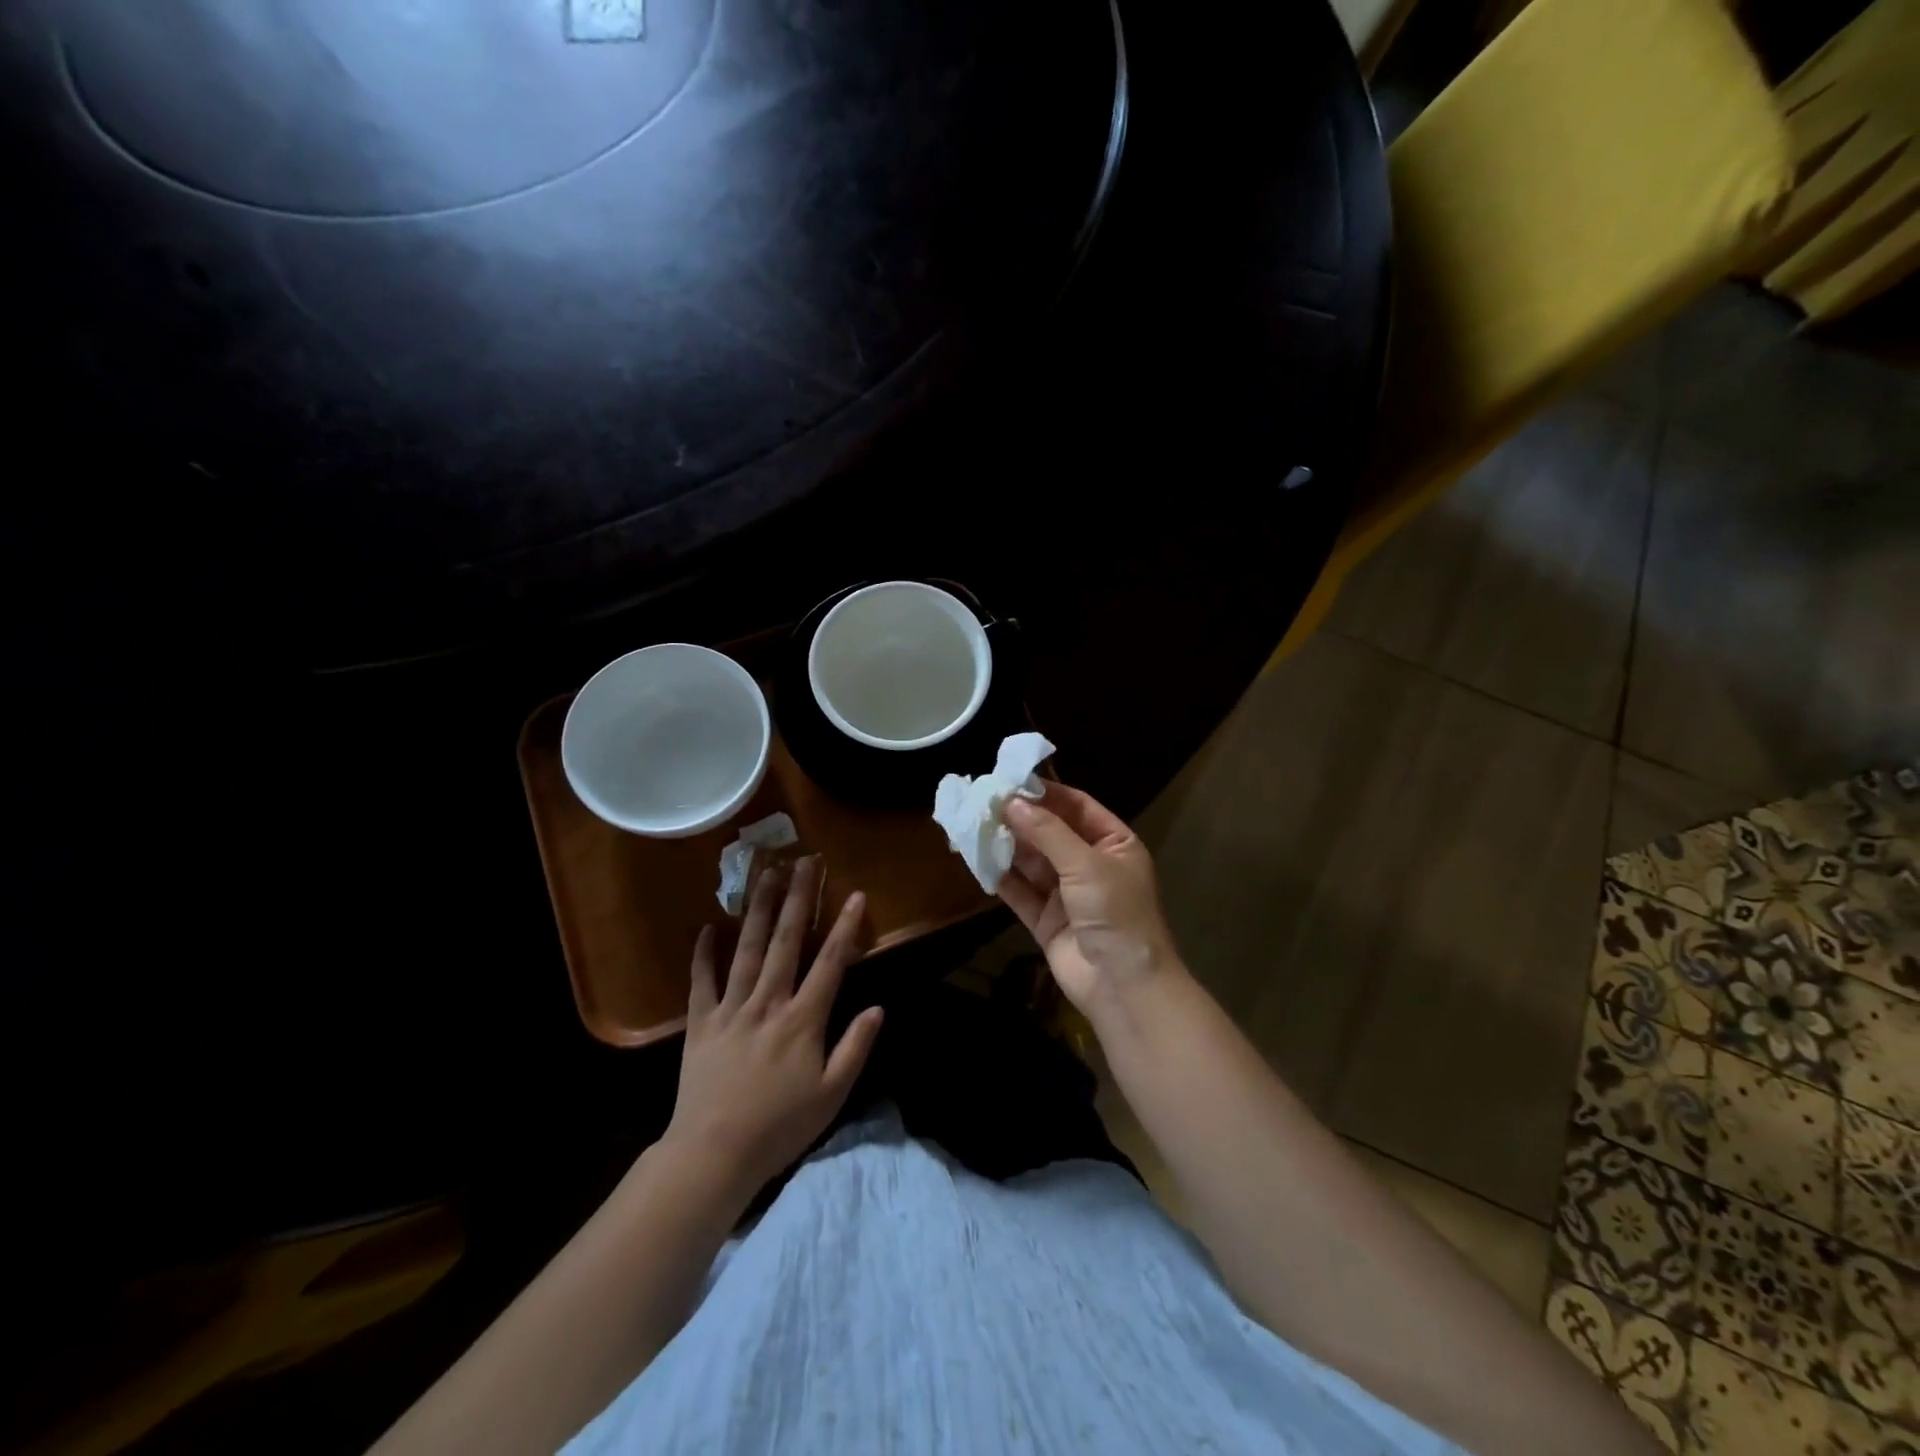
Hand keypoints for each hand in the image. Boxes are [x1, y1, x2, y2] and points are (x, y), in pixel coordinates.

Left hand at [661, 857, 883, 1199]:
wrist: (713, 1155)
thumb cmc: (780, 1127)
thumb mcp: (832, 1095)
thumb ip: (855, 1048)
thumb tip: (878, 1008)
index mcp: (802, 1020)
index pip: (829, 963)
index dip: (844, 927)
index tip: (855, 895)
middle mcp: (767, 1002)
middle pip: (785, 941)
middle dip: (798, 897)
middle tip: (805, 861)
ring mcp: (731, 1009)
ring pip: (746, 949)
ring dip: (757, 908)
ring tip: (765, 873)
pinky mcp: (701, 1023)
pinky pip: (702, 982)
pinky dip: (704, 954)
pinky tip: (707, 927)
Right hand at [998, 785, 1182, 1014]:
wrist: (1124, 987)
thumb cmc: (1116, 913)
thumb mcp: (1086, 864)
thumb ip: (1048, 831)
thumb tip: (1011, 801)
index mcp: (1114, 844)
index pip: (1076, 806)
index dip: (1045, 792)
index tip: (1009, 779)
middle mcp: (1090, 864)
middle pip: (1050, 832)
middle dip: (1019, 818)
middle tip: (982, 799)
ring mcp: (1067, 894)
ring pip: (1031, 862)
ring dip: (1006, 845)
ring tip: (972, 824)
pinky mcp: (1046, 920)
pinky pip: (1020, 892)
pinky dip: (1000, 878)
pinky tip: (976, 860)